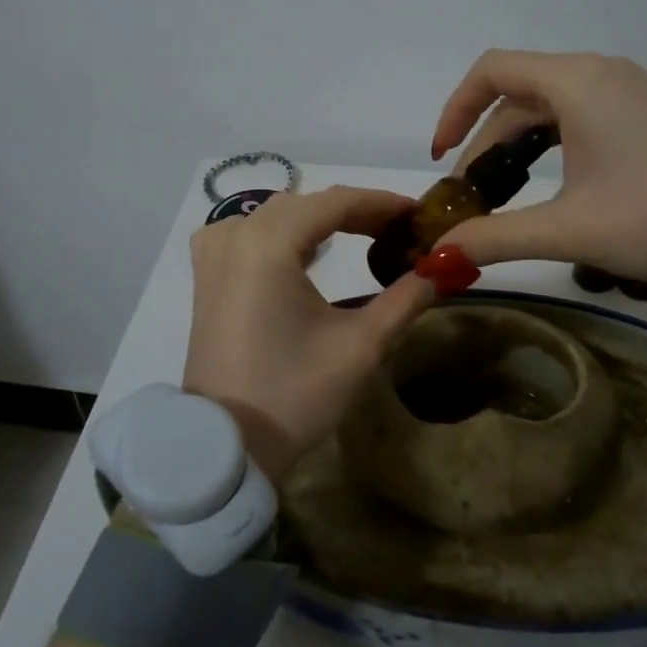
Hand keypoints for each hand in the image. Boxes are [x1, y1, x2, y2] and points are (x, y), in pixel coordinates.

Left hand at [185, 187, 435, 481]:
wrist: (226, 445)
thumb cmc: (294, 394)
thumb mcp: (361, 347)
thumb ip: (405, 299)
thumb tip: (441, 268)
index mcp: (269, 244)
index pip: (335, 202)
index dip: (381, 203)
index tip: (418, 213)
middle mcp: (236, 235)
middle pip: (305, 204)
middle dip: (354, 212)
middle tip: (397, 232)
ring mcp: (214, 255)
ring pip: (274, 214)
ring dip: (316, 220)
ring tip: (357, 237)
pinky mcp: (205, 277)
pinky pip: (243, 232)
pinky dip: (277, 232)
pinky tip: (297, 251)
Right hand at [429, 51, 646, 283]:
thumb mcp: (570, 229)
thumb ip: (496, 237)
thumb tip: (437, 255)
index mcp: (576, 81)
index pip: (491, 71)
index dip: (454, 111)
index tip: (440, 161)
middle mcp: (599, 74)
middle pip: (517, 96)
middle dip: (483, 146)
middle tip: (470, 202)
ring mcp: (628, 92)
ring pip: (548, 110)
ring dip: (516, 149)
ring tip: (501, 198)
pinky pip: (579, 119)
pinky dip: (550, 148)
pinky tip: (550, 188)